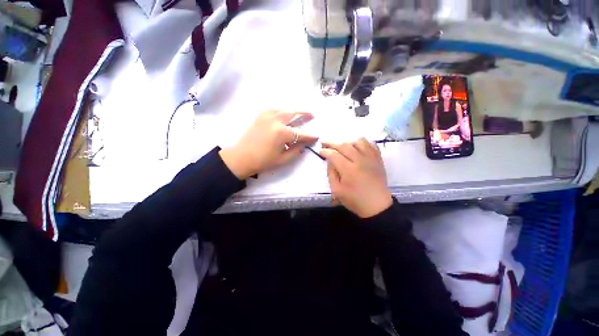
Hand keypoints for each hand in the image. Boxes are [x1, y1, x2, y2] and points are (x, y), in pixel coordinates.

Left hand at [219, 110, 317, 178]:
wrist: (241, 158)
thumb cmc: (263, 161)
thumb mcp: (283, 159)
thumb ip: (296, 150)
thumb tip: (304, 144)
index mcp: (282, 133)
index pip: (301, 133)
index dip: (310, 135)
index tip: (317, 136)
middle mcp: (276, 121)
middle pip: (293, 113)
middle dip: (304, 113)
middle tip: (312, 115)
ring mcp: (267, 116)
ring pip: (284, 108)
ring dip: (293, 109)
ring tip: (299, 112)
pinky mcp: (260, 116)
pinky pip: (273, 108)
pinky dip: (281, 109)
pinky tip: (284, 112)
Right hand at [320, 138, 392, 217]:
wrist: (377, 205)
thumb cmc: (355, 200)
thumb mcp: (337, 191)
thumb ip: (331, 174)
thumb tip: (330, 161)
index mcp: (348, 170)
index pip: (334, 155)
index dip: (325, 151)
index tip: (320, 151)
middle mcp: (360, 160)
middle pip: (344, 145)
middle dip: (332, 143)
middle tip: (325, 143)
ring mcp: (370, 158)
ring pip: (358, 141)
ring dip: (347, 141)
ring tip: (341, 145)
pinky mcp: (378, 159)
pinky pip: (371, 144)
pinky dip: (363, 142)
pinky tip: (357, 145)